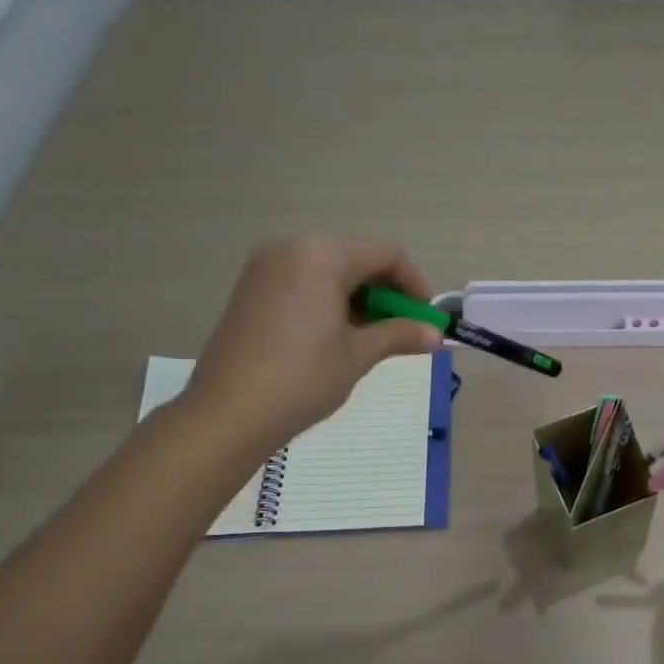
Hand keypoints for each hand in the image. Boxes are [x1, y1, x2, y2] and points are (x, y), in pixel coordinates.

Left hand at [181, 237, 440, 462]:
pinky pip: (304, 283)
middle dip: (386, 293)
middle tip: (400, 332)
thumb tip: (436, 335)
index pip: (386, 253)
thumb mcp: (359, 355)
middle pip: (357, 258)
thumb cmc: (302, 378)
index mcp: (322, 255)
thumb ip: (400, 335)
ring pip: (330, 272)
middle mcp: (292, 249)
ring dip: (359, 300)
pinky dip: (329, 303)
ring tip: (368, 340)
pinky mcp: (250, 290)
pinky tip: (334, 338)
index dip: (415, 284)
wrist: (228, 414)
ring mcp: (265, 268)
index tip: (426, 320)